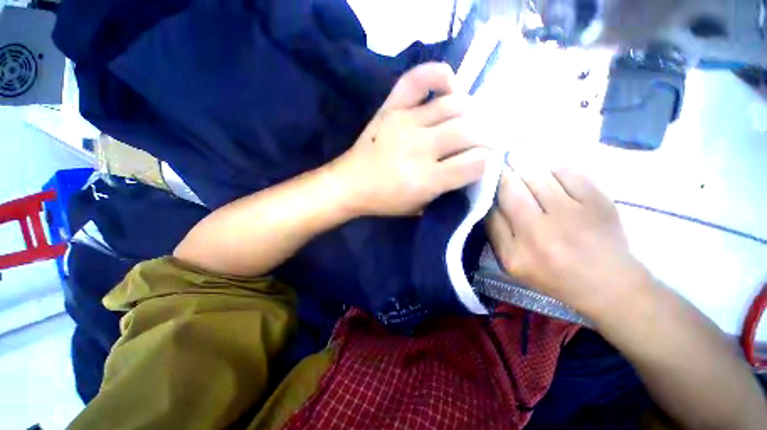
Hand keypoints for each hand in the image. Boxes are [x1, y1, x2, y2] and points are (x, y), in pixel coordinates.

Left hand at [328, 62, 490, 216]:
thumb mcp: (419, 208)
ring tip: (471, 121)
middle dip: (487, 136)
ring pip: (454, 105)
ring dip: (471, 112)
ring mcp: (405, 123)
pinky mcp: (390, 108)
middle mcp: (420, 148)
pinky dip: (439, 75)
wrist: (349, 184)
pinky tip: (449, 87)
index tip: (484, 163)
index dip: (487, 162)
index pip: (475, 163)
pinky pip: (418, 80)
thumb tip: (471, 168)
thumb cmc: (384, 201)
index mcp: (426, 180)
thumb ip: (446, 190)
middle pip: (469, 131)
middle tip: (485, 141)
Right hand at [486, 161, 651, 317]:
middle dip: (501, 172)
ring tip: (517, 159)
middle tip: (498, 161)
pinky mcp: (598, 202)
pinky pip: (566, 172)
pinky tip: (548, 172)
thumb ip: (496, 233)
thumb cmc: (553, 274)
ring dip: (522, 164)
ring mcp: (571, 216)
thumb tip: (488, 199)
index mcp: (515, 253)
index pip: (490, 211)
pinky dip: (552, 167)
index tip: (483, 179)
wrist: (609, 283)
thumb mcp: (512, 263)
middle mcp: (540, 234)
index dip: (486, 191)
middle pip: (510, 189)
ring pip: (536, 175)